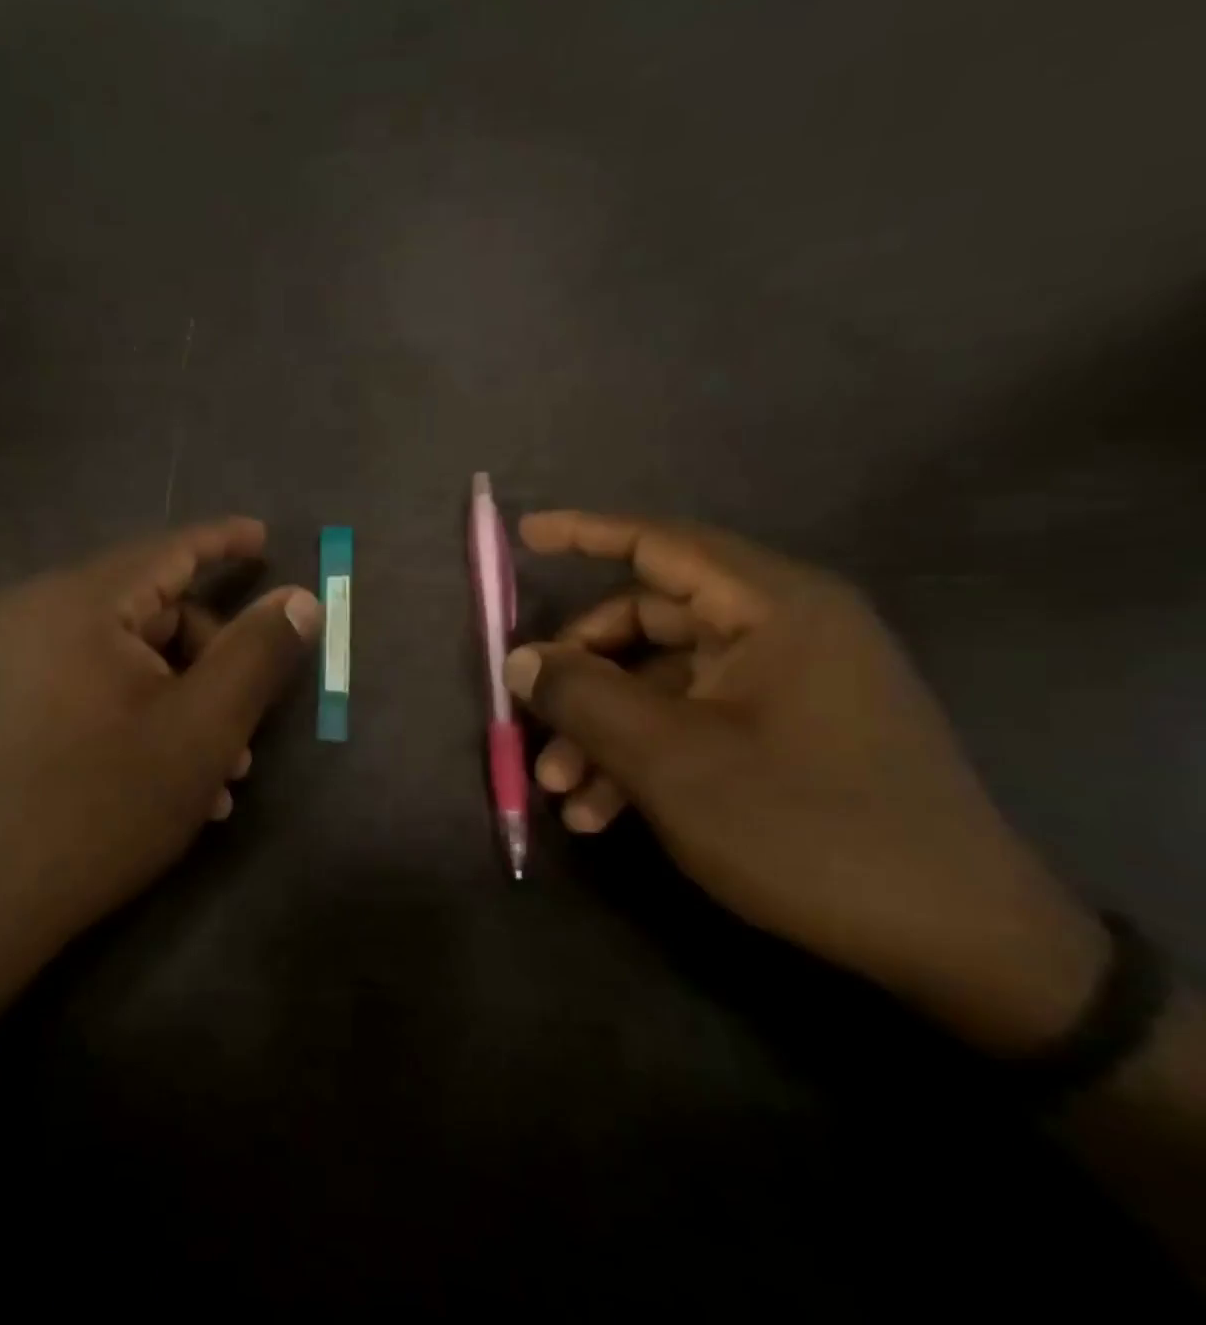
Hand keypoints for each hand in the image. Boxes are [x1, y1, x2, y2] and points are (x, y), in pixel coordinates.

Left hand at [0, 518, 321, 986]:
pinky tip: (177, 778)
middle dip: (212, 661)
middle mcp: (39, 614)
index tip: (266, 537)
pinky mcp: (14, 699)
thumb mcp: (203, 729)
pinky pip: (98, 682)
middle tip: (248, 726)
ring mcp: (19, 659)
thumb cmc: (103, 806)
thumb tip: (299, 598)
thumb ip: (257, 653)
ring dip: (186, 700)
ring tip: (222, 771)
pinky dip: (145, 712)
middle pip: (153, 610)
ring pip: (131, 655)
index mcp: (78, 603)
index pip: (168, 551)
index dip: (223, 542)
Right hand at [505, 510, 1105, 1055]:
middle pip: (648, 623)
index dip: (584, 533)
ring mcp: (787, 686)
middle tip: (531, 720)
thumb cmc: (805, 827)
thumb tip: (519, 659)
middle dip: (580, 676)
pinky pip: (693, 722)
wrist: (960, 946)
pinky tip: (601, 814)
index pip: (661, 544)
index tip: (523, 534)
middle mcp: (783, 631)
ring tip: (561, 791)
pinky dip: (642, 757)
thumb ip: (582, 696)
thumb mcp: (670, 760)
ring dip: (602, 730)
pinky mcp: (788, 734)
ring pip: (661, 683)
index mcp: (773, 608)